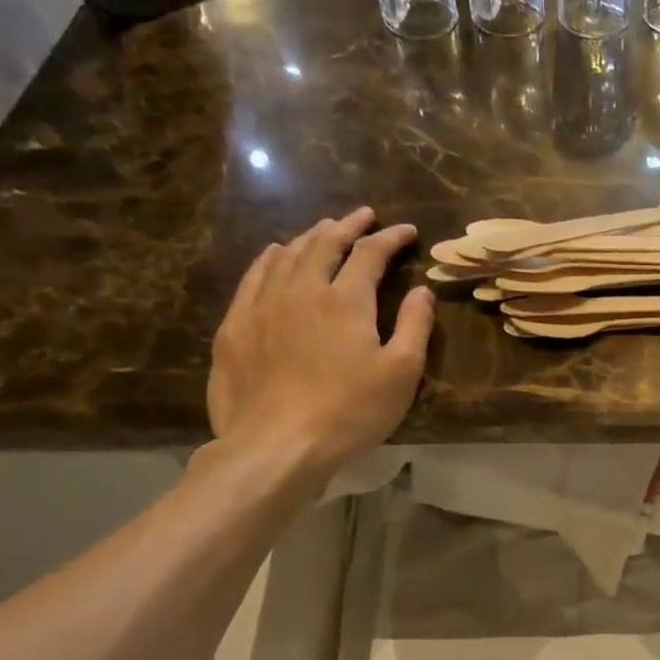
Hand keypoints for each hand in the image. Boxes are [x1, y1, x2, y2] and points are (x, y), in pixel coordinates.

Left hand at [207, 207, 433, 481]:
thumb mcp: (401, 375)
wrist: (278, 444)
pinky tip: (276, 254)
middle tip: (364, 216)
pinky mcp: (236, 325)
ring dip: (311, 237)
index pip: (370, 254)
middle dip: (348, 225)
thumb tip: (422, 291)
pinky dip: (271, 257)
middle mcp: (302, 289)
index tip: (407, 230)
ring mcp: (263, 304)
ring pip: (288, 254)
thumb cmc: (350, 412)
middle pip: (325, 243)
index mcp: (346, 300)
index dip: (390, 238)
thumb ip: (415, 327)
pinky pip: (254, 275)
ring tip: (324, 230)